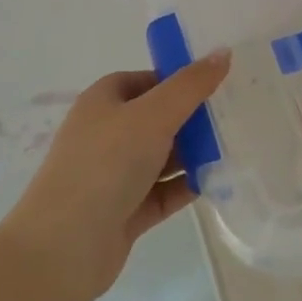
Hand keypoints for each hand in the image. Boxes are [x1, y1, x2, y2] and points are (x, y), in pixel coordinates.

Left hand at [5, 52, 231, 299]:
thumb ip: (191, 85)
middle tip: (236, 115)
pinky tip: (219, 182)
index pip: (146, 80)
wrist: (64, 248)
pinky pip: (164, 191)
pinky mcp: (125, 211)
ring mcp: (114, 175)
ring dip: (195, 154)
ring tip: (237, 148)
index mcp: (103, 102)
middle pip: (158, 118)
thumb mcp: (153, 115)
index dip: (179, 79)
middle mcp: (106, 135)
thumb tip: (223, 52)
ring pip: (163, 157)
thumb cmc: (105, 165)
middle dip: (194, 118)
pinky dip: (188, 185)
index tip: (217, 83)